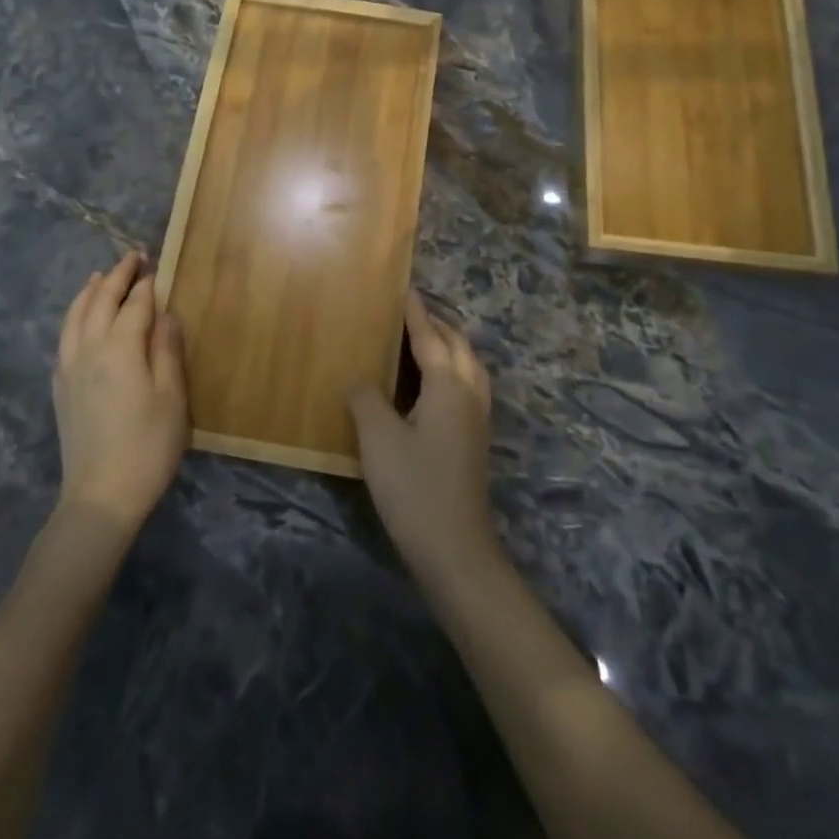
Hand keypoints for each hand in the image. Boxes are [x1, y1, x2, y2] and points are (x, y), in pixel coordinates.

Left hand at [53, 251, 188, 530]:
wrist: (100, 496)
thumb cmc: (148, 447)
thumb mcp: (172, 399)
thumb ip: (167, 351)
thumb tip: (164, 315)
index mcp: (120, 350)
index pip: (134, 305)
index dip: (146, 284)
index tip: (154, 265)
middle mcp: (89, 349)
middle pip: (100, 301)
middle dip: (117, 277)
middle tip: (131, 258)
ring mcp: (69, 367)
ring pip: (75, 316)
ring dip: (89, 291)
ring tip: (100, 276)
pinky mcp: (60, 386)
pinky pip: (65, 335)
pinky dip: (74, 315)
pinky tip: (80, 318)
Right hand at [348, 292, 498, 582]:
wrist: (455, 549)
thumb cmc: (414, 487)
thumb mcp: (378, 439)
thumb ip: (367, 399)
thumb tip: (360, 380)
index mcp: (449, 385)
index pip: (430, 337)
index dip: (416, 313)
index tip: (406, 288)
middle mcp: (470, 394)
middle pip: (459, 345)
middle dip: (438, 323)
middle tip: (412, 311)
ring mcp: (477, 419)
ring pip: (470, 366)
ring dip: (450, 345)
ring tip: (425, 340)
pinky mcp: (475, 440)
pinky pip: (469, 385)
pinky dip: (454, 369)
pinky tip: (432, 384)